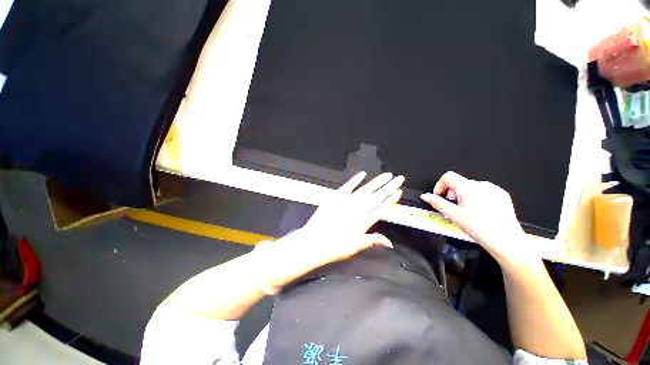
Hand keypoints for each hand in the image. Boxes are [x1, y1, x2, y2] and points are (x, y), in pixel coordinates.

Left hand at [297, 171, 403, 262]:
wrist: (315, 242)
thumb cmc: (336, 247)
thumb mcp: (357, 246)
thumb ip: (374, 240)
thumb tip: (390, 243)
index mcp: (365, 221)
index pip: (382, 207)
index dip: (391, 199)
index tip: (399, 191)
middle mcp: (358, 209)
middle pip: (377, 196)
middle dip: (390, 186)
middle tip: (400, 178)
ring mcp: (347, 201)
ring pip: (366, 190)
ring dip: (377, 181)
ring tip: (387, 175)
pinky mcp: (336, 197)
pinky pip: (347, 186)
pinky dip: (355, 179)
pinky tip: (363, 174)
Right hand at [420, 171, 535, 264]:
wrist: (506, 240)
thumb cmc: (478, 228)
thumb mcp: (453, 215)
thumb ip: (437, 202)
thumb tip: (425, 196)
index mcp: (468, 187)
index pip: (448, 176)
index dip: (440, 185)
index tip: (439, 197)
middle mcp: (481, 184)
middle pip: (459, 182)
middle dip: (451, 193)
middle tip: (452, 207)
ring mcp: (494, 189)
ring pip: (471, 187)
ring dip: (463, 195)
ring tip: (466, 211)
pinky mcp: (502, 195)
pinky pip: (484, 191)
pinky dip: (476, 198)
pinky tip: (479, 211)